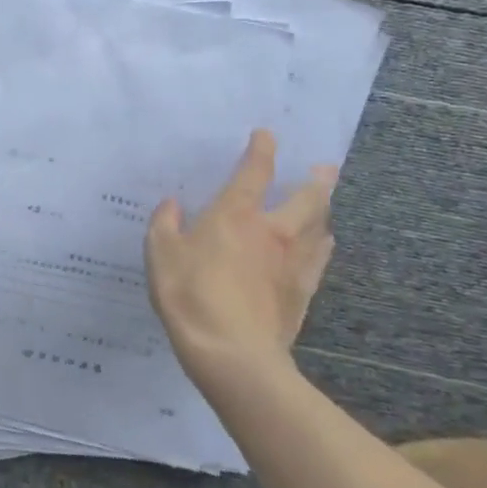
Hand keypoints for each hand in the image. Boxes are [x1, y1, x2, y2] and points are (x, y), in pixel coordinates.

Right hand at [144, 129, 336, 390]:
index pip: (254, 172)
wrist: (232, 352)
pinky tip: (322, 247)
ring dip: (322, 213)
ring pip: (318, 229)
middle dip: (316, 181)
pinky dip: (321, 248)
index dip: (261, 150)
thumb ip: (165, 225)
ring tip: (324, 207)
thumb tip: (172, 205)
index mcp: (235, 215)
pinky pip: (319, 261)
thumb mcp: (160, 255)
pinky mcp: (303, 293)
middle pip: (306, 199)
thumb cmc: (190, 295)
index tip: (267, 135)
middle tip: (326, 168)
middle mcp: (271, 231)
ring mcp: (292, 263)